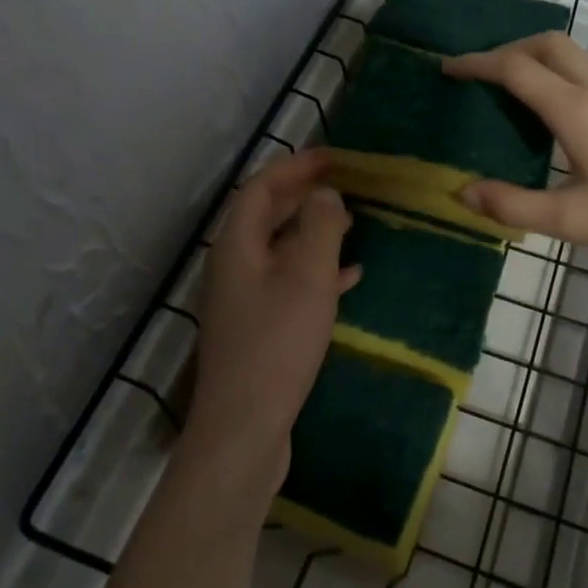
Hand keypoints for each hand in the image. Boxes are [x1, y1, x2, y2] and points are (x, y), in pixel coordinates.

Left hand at [187, 150, 359, 488]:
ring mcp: (243, 300)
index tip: (333, 157)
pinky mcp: (258, 329)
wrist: (244, 429)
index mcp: (237, 245)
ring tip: (353, 223)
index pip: (261, 188)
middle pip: (266, 216)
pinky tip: (349, 277)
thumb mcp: (307, 277)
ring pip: (280, 250)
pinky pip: (288, 284)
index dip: (295, 167)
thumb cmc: (277, 344)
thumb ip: (320, 226)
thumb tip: (325, 193)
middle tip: (345, 184)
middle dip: (304, 196)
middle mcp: (234, 266)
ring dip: (313, 232)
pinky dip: (316, 272)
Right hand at [443, 33, 587, 265]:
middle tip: (480, 75)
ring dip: (535, 58)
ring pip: (572, 54)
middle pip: (546, 44)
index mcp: (576, 109)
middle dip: (507, 49)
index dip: (477, 63)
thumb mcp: (572, 221)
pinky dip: (559, 73)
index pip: (515, 68)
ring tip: (511, 90)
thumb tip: (462, 192)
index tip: (448, 69)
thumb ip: (512, 206)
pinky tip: (557, 112)